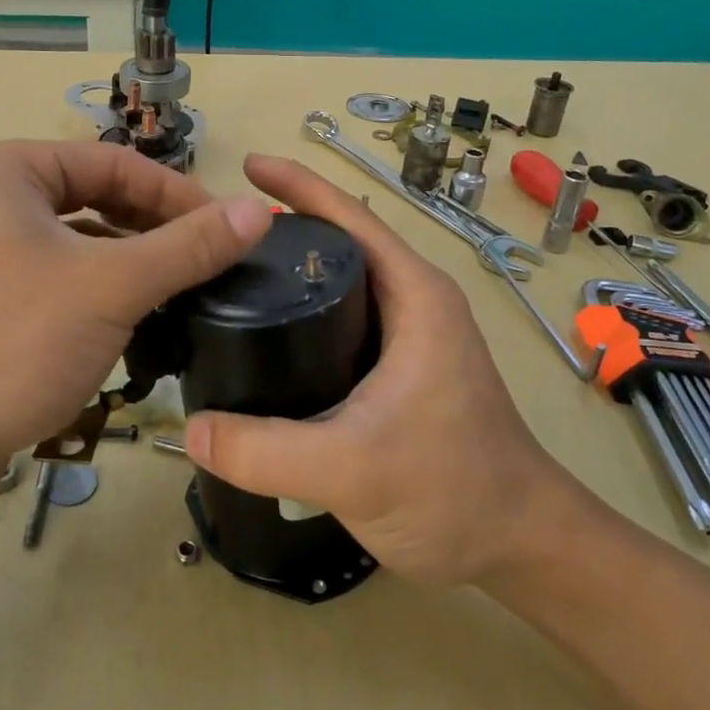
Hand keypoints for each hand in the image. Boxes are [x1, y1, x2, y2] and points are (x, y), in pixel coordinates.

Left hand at [0, 141, 273, 495]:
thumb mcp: (111, 288)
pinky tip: (136, 317)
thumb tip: (259, 210)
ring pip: (79, 240)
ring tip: (185, 290)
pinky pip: (57, 275)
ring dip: (133, 261)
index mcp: (6, 169)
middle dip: (156, 229)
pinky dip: (100, 289)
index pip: (115, 163)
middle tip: (212, 262)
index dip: (179, 194)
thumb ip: (189, 246)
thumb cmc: (9, 345)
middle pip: (96, 197)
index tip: (231, 229)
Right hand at [184, 155, 602, 585]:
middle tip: (218, 235)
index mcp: (415, 296)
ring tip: (228, 277)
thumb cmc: (453, 491)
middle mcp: (414, 303)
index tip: (247, 167)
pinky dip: (303, 315)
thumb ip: (266, 452)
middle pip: (340, 244)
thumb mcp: (352, 468)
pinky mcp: (399, 370)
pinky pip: (340, 324)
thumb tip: (191, 430)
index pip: (351, 218)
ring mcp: (410, 337)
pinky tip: (264, 337)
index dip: (299, 186)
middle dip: (283, 228)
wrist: (519, 541)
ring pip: (340, 285)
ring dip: (293, 272)